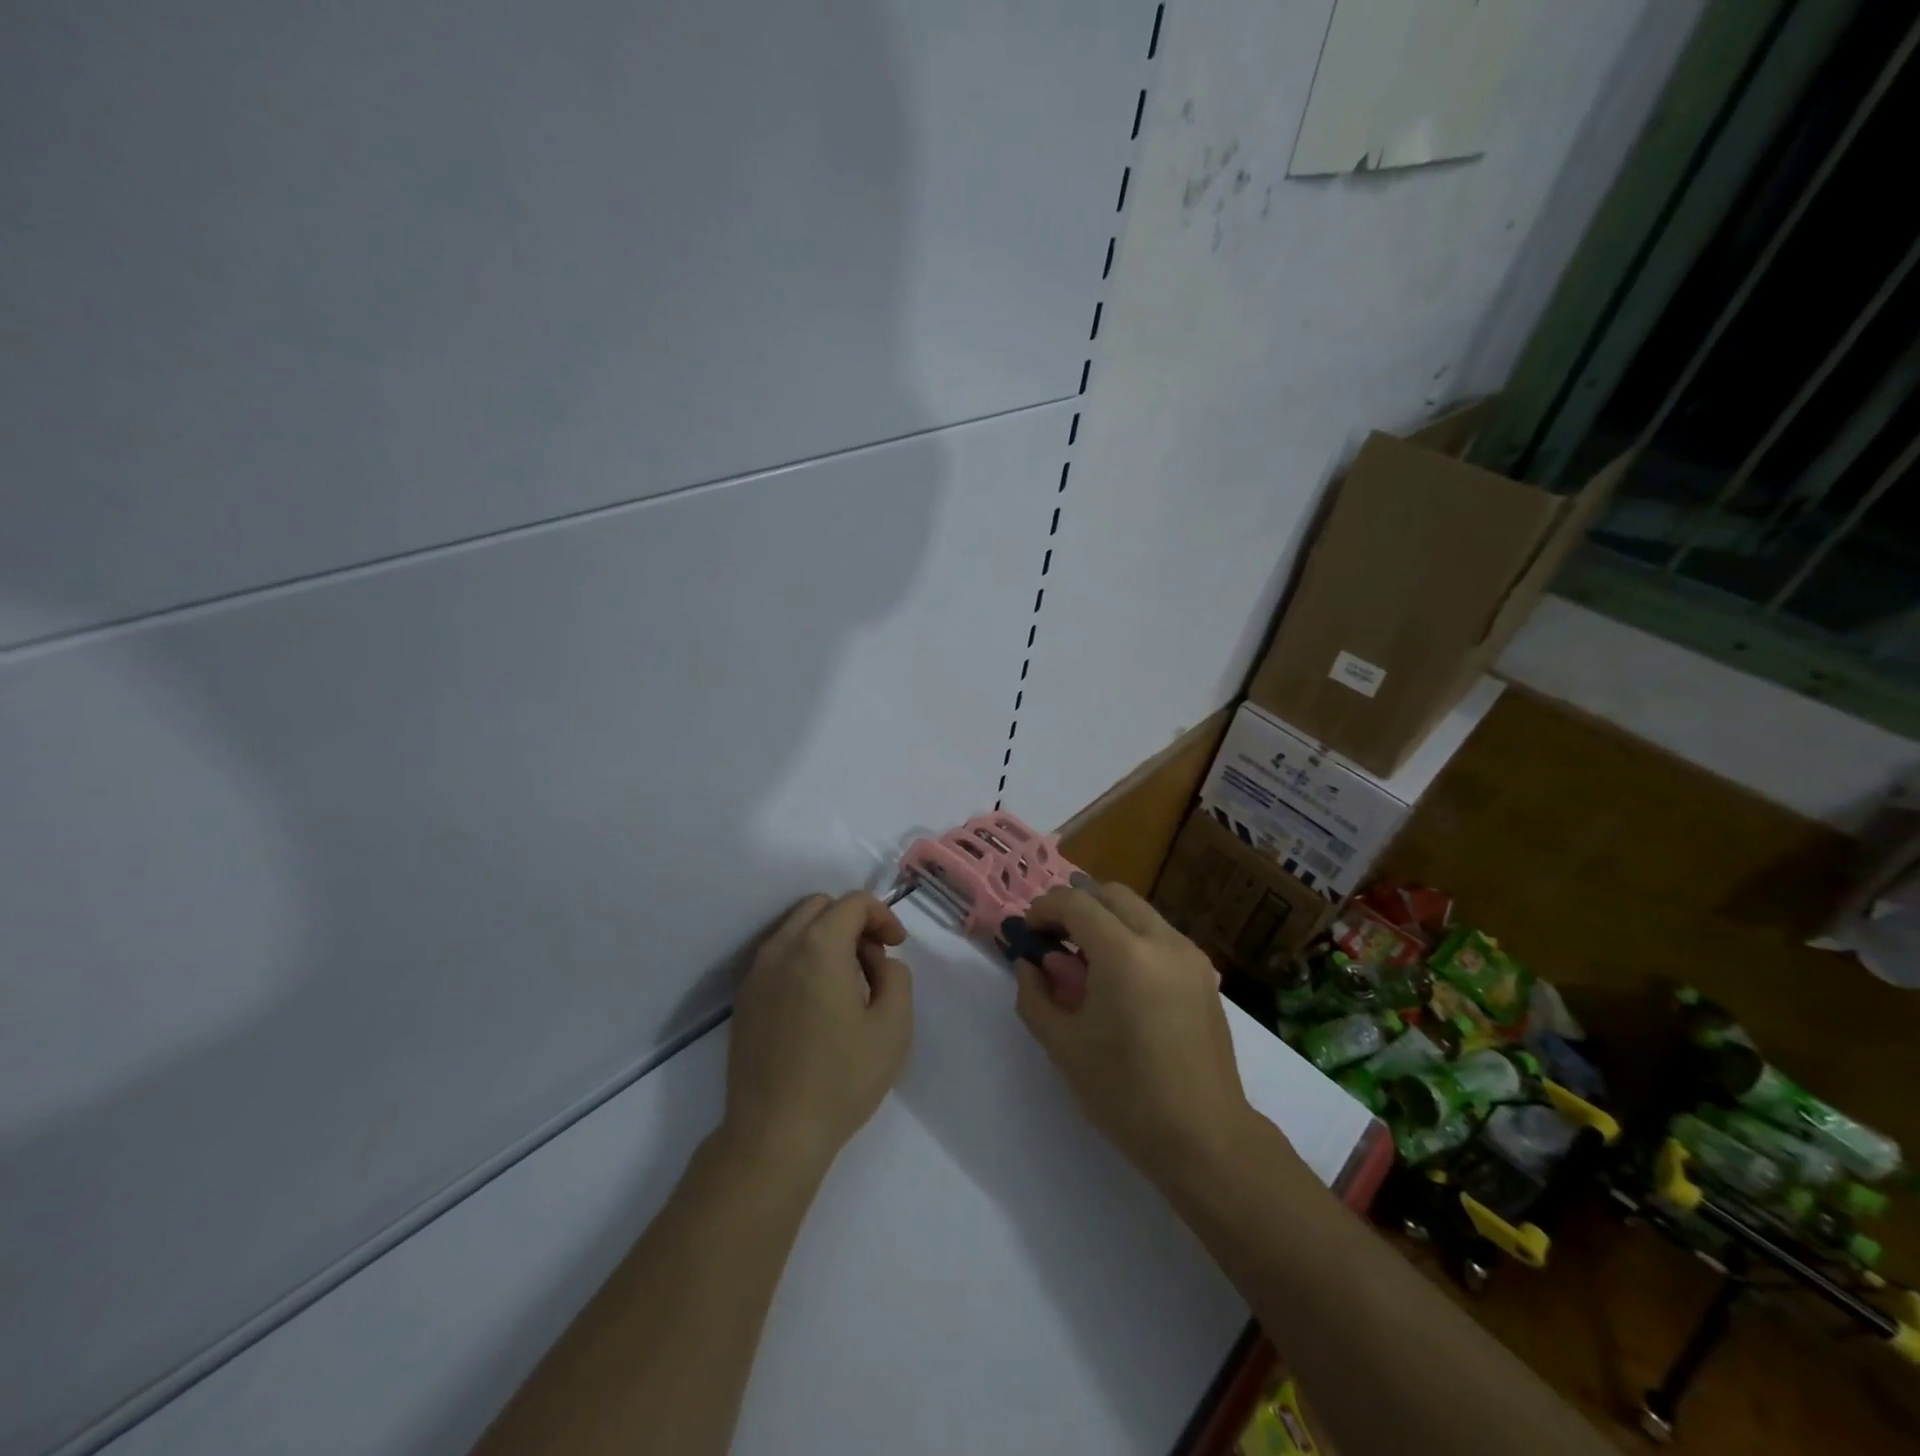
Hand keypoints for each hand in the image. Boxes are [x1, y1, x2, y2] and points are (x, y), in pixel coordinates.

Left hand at [724, 892, 913, 1177]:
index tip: (896, 947)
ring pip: (795, 929)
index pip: (853, 902)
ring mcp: (756, 973)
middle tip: (873, 961)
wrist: (774, 1134)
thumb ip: (896, 976)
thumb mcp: (894, 1026)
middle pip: (820, 906)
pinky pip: (778, 957)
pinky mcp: (744, 999)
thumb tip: (879, 962)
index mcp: (819, 947)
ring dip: (826, 939)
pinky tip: (817, 1005)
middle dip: (852, 921)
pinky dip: (803, 960)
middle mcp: (781, 948)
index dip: (882, 916)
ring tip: (848, 985)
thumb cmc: (841, 1079)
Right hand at [1016, 883, 1266, 1189]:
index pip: (1075, 902)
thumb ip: (1035, 996)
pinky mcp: (1205, 974)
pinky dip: (1131, 938)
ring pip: (1138, 912)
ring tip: (1085, 962)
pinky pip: (1160, 935)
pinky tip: (1120, 981)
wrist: (1204, 1137)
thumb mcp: (1063, 1046)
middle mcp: (1162, 941)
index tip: (1027, 933)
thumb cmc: (1125, 1094)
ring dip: (1105, 920)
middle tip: (1054, 939)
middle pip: (1111, 894)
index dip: (1044, 909)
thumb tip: (1031, 965)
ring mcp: (1190, 955)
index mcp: (1124, 954)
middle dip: (1076, 906)